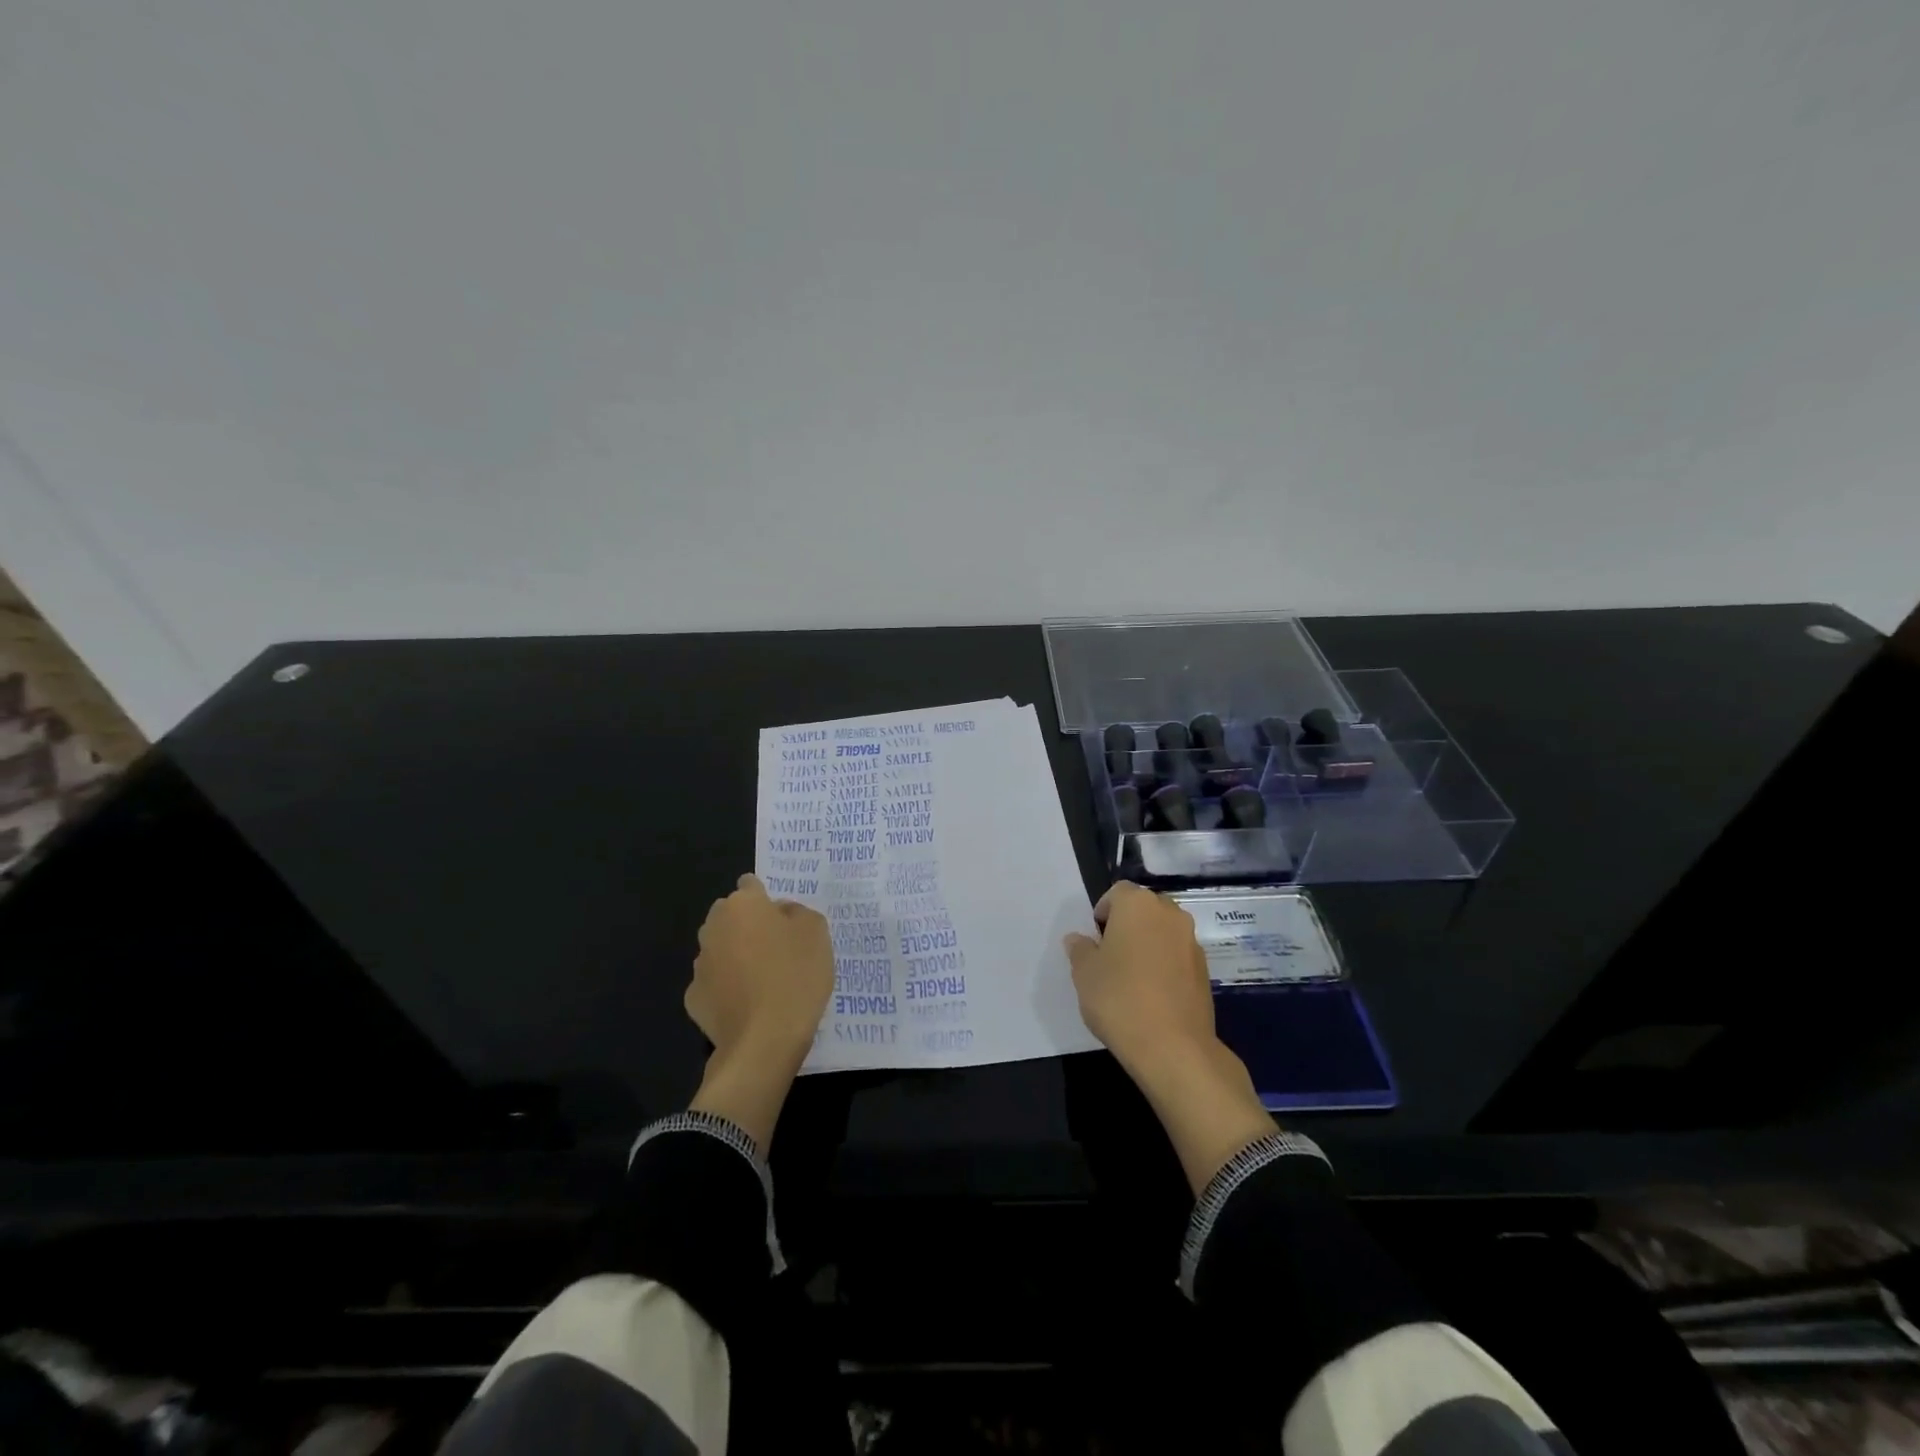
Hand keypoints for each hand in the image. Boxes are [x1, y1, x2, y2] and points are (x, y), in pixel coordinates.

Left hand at [686, 874, 833, 1147]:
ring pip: (720, 949)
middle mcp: (713, 927)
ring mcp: (699, 964)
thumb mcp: (816, 932)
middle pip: (730, 916)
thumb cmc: (795, 976)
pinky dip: (726, 988)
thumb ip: (798, 913)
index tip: (783, 918)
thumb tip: (781, 913)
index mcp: (742, 905)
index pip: (750, 884)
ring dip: (736, 956)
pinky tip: (747, 1004)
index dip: (767, 898)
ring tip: (763, 980)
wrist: (764, 1041)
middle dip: (747, 925)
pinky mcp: (693, 999)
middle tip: (776, 947)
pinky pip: (713, 983)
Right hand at [1065, 882, 1274, 1193]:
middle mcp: (1170, 914)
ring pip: (1163, 931)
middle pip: (1144, 908)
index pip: (1117, 892)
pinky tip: (1152, 995)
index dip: (1103, 912)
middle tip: (1110, 956)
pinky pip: (1178, 955)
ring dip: (1148, 944)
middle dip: (1127, 925)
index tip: (1094, 940)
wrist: (1173, 1047)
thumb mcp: (1084, 973)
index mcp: (1138, 905)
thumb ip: (1080, 949)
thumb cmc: (1119, 998)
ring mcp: (1192, 941)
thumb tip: (1079, 939)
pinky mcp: (1205, 969)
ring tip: (1131, 978)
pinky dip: (1165, 964)